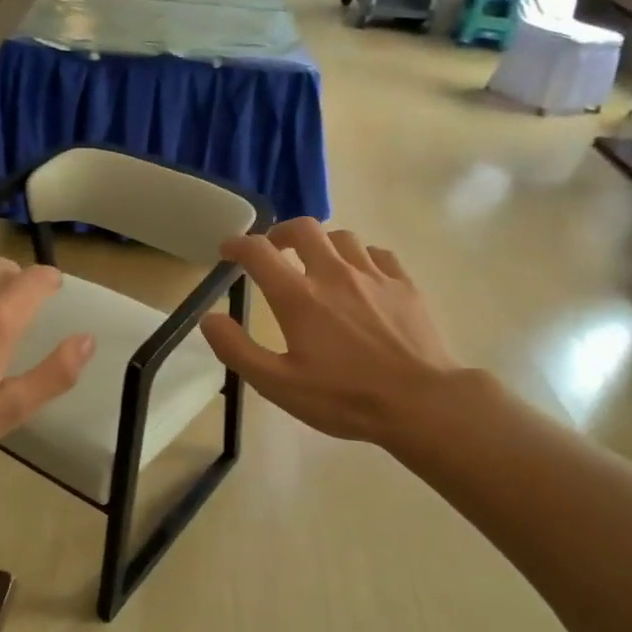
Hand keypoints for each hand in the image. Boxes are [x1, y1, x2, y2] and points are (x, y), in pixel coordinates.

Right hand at [200, 219, 458, 445]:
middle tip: (273, 249)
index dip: (237, 245)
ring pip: (342, 237)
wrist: (422, 402)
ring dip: (321, 244)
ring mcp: (373, 275)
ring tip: (317, 263)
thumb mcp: (278, 385)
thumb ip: (237, 350)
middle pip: (304, 228)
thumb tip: (209, 318)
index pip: (259, 252)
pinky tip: (360, 277)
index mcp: (299, 297)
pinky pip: (376, 254)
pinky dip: (359, 257)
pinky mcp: (404, 284)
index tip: (228, 251)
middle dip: (281, 232)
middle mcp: (333, 274)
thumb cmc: (344, 398)